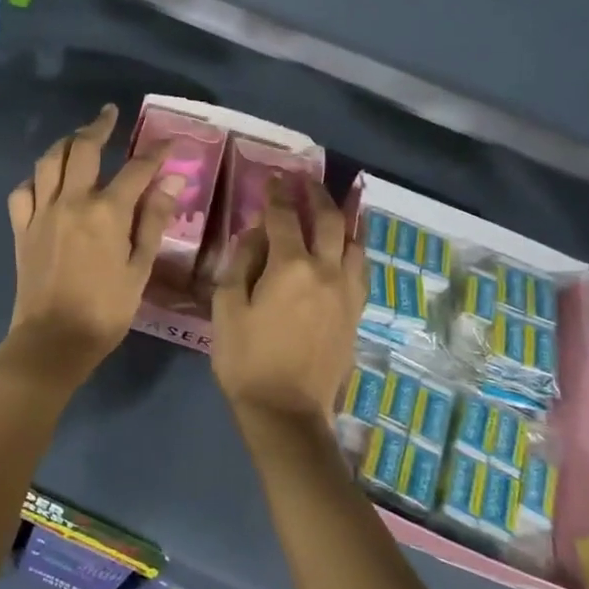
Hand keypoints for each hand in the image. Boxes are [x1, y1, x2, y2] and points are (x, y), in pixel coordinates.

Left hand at [4, 105, 185, 380]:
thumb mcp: (139, 268)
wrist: (53, 340)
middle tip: (110, 115)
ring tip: (78, 138)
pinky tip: (46, 182)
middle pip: (83, 149)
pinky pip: (23, 191)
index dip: (156, 153)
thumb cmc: (106, 310)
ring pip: (49, 162)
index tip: (170, 143)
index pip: (136, 169)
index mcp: (106, 212)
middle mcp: (71, 201)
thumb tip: (170, 182)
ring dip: (65, 143)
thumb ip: (152, 221)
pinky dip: (36, 179)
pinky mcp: (22, 228)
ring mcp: (42, 212)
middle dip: (99, 126)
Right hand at [211, 176, 365, 422]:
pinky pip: (361, 269)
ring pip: (354, 242)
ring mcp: (346, 292)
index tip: (274, 178)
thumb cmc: (246, 359)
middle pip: (328, 221)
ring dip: (345, 218)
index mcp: (290, 267)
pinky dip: (356, 249)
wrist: (287, 411)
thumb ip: (241, 263)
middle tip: (306, 181)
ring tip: (338, 204)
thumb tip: (256, 234)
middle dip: (316, 195)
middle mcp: (326, 271)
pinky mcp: (355, 313)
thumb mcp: (227, 307)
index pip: (284, 217)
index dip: (277, 194)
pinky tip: (350, 247)